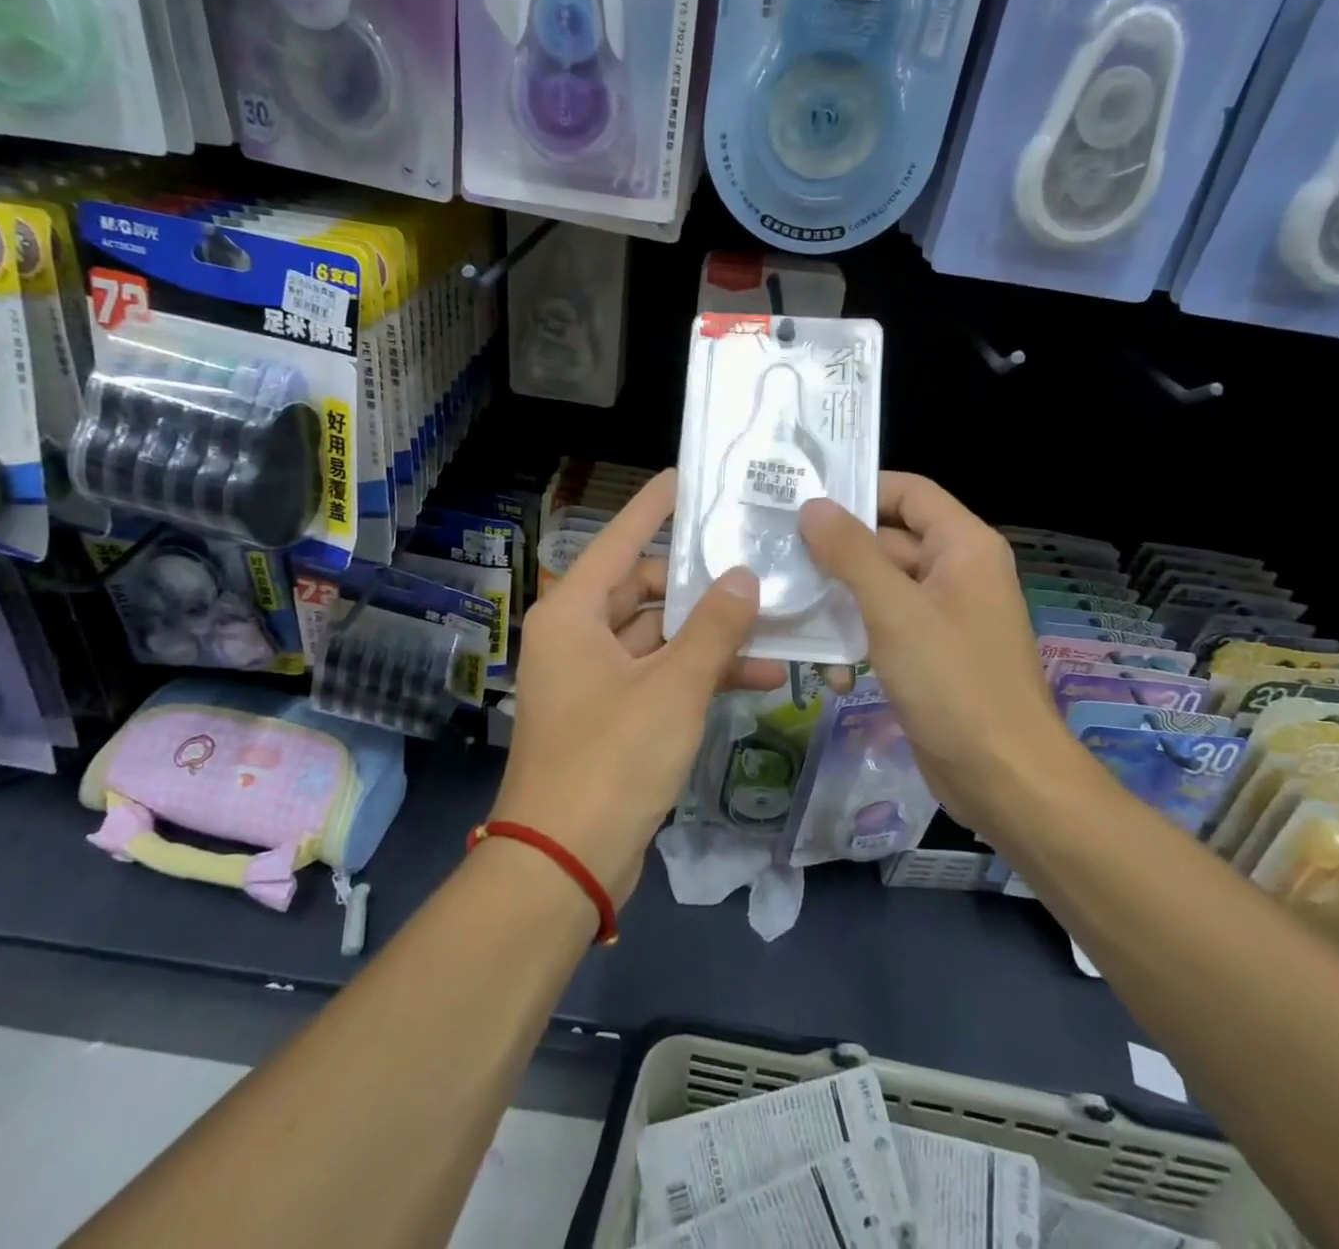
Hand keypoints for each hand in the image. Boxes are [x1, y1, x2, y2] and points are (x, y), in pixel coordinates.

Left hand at [497, 470, 785, 906]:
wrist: (565, 862)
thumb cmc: (611, 759)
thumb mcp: (673, 687)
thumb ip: (713, 628)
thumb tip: (744, 577)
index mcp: (573, 613)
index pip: (620, 539)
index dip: (655, 507)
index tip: (689, 477)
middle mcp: (577, 635)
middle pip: (644, 590)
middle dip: (701, 587)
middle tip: (758, 566)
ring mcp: (593, 677)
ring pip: (659, 637)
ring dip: (710, 636)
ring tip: (774, 625)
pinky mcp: (612, 714)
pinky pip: (660, 675)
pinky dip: (698, 675)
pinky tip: (756, 678)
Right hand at [798, 474, 1079, 824]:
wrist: (1003, 777)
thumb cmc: (953, 682)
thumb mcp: (895, 611)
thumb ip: (851, 553)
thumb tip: (813, 506)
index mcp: (963, 547)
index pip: (908, 492)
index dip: (859, 490)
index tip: (802, 502)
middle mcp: (956, 571)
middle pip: (887, 540)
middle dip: (835, 553)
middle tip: (778, 557)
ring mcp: (942, 615)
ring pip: (879, 588)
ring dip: (839, 602)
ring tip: (792, 614)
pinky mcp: (928, 653)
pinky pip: (884, 627)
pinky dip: (856, 640)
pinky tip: (830, 672)